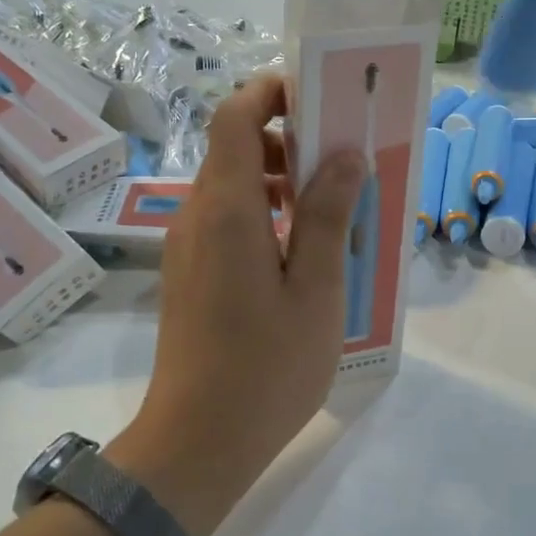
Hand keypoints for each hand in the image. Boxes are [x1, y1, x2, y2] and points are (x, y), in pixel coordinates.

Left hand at [110, 77, 364, 535]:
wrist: (198, 443)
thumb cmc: (267, 367)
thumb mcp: (316, 289)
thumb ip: (327, 214)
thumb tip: (345, 153)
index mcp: (228, 209)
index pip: (236, 117)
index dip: (273, 92)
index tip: (322, 98)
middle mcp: (199, 216)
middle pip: (235, 147)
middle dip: (290, 139)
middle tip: (345, 163)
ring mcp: (189, 247)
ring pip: (234, 186)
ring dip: (282, 181)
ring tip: (335, 212)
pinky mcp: (191, 274)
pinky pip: (229, 221)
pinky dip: (267, 215)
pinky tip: (305, 255)